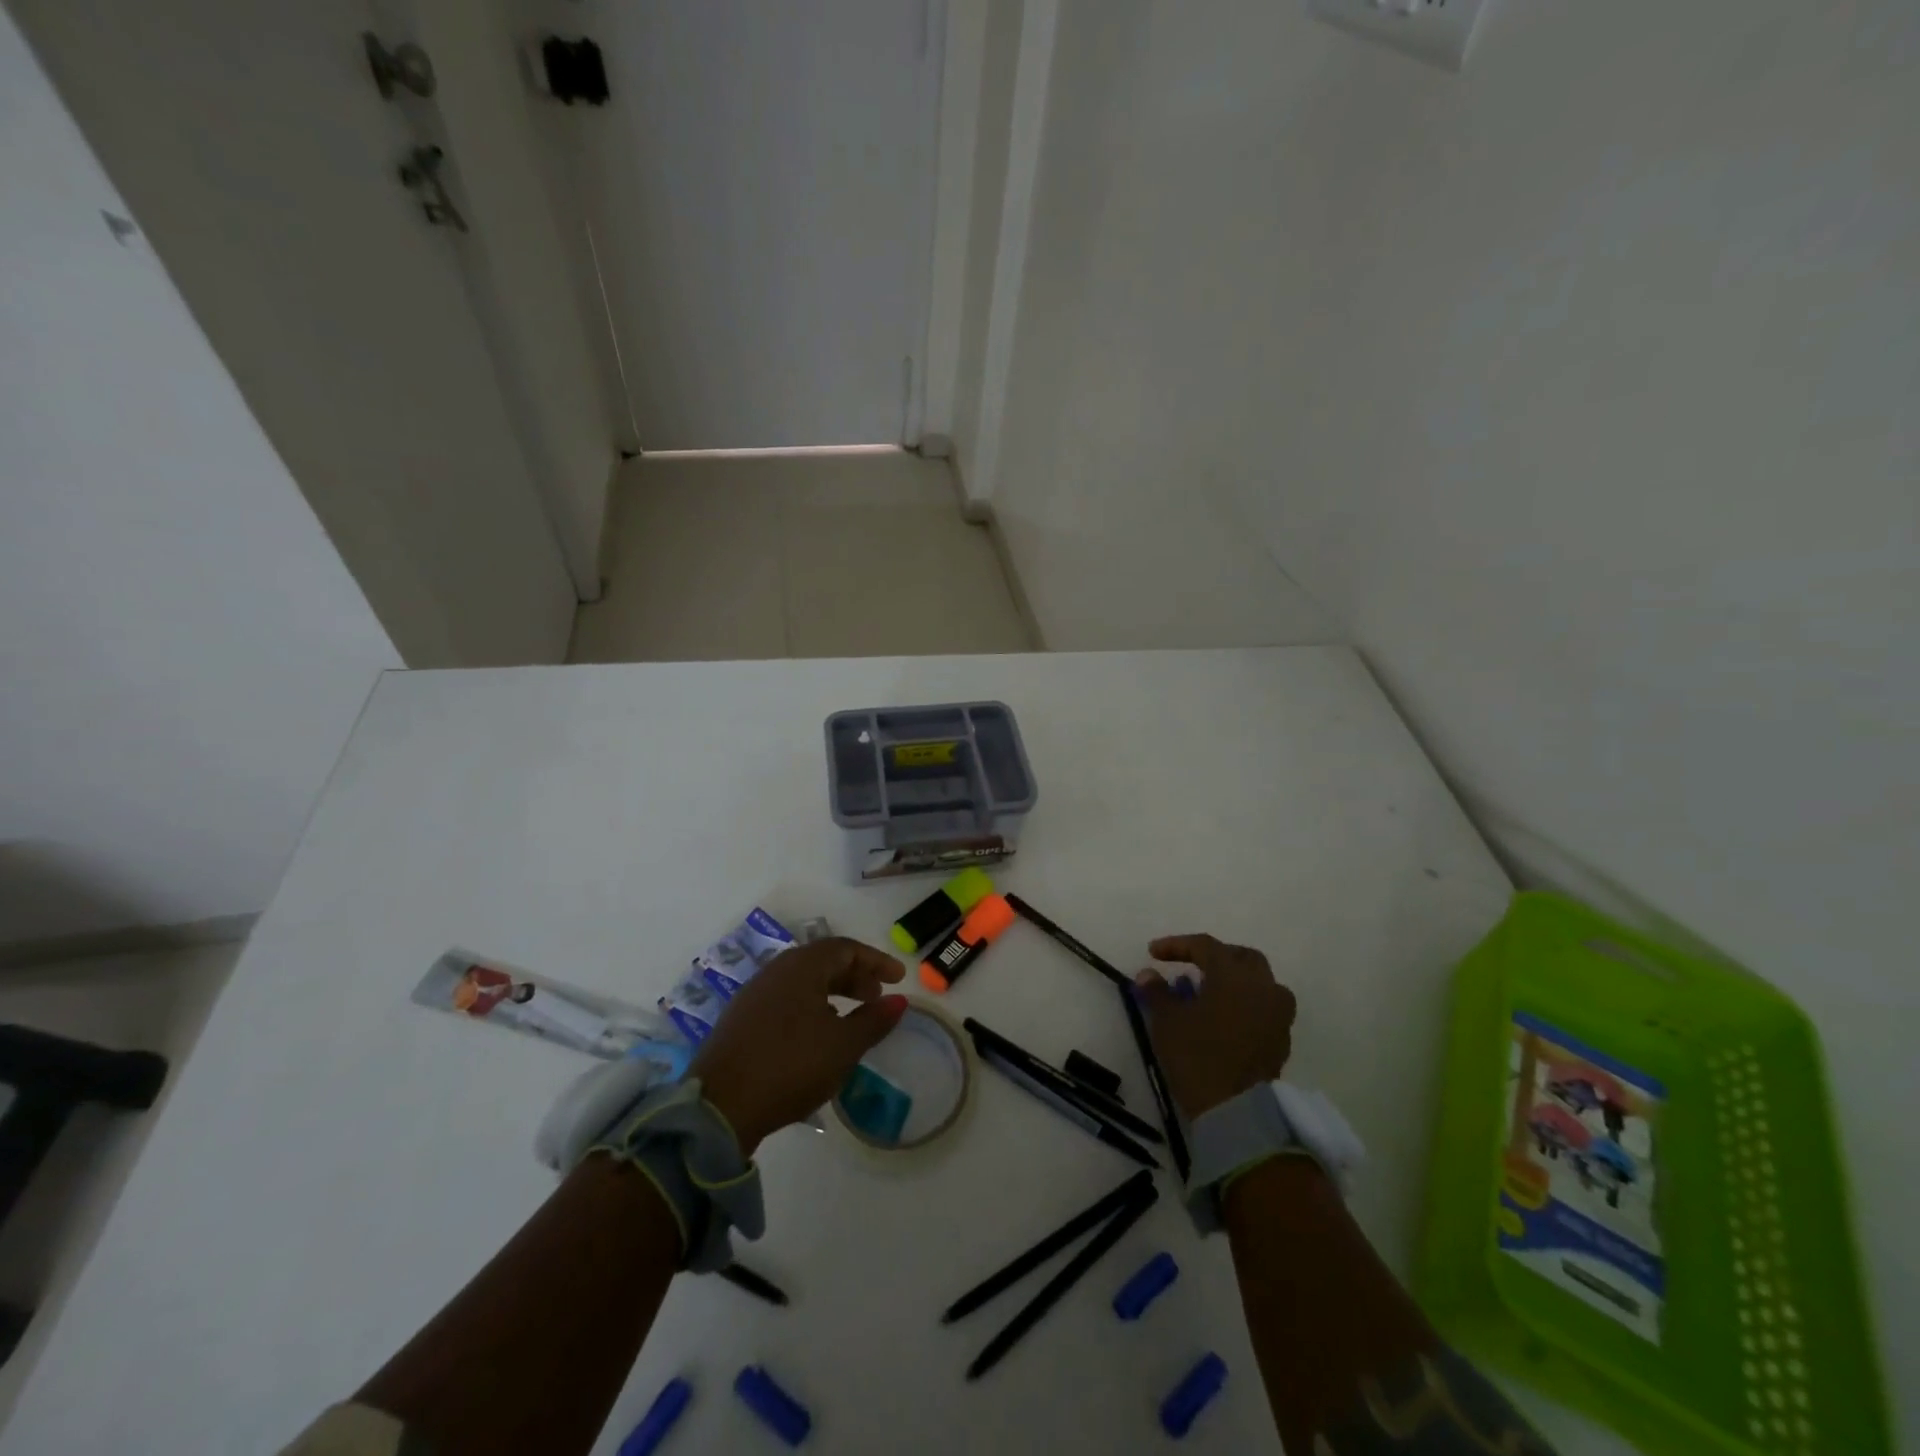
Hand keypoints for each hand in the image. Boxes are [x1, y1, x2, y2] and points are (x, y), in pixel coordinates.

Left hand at [689, 937, 907, 1154]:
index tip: (898, 978)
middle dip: (855, 976)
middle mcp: (776, 970)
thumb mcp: (843, 1046)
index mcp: (801, 966)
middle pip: (823, 961)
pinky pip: (785, 999)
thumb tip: (899, 1000)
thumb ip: (874, 1020)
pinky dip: (810, 1006)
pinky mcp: (741, 1019)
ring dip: (833, 992)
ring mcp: (754, 994)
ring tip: (850, 1017)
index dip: (876, 961)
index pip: (846, 949)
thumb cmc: (791, 1066)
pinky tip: (816, 1035)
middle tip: (876, 998)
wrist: (719, 1107)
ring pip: (803, 981)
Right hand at [1136, 935, 1295, 1120]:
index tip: (1153, 953)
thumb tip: (1148, 974)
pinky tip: (1225, 1018)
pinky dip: (1245, 1004)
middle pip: (1241, 957)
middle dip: (1214, 956)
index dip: (1176, 945)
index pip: (1205, 946)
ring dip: (1235, 980)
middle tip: (1190, 965)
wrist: (1235, 1111)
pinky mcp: (1281, 1040)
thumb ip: (1157, 991)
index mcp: (1234, 975)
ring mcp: (1278, 1014)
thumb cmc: (1197, 1056)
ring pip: (1260, 982)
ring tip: (1210, 992)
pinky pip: (1265, 1008)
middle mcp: (1263, 987)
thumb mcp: (1167, 1020)